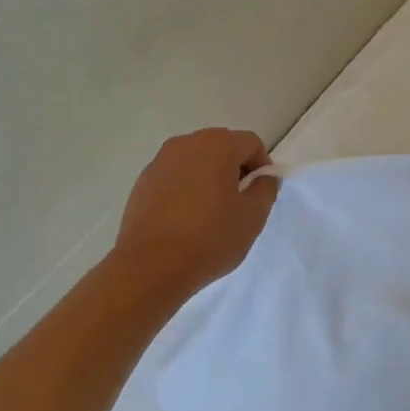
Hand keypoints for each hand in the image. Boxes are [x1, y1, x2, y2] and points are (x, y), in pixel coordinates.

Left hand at [112, 128, 278, 298]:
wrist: (150, 267)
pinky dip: (186, 187)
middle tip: (238, 202)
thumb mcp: (253, 216)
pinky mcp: (143, 181)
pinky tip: (185, 217)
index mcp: (218, 145)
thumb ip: (266, 188)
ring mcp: (161, 161)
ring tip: (210, 211)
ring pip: (196, 160)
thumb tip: (263, 176)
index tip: (260, 193)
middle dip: (235, 168)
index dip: (262, 166)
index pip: (251, 143)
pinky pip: (175, 175)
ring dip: (210, 176)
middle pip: (222, 145)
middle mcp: (187, 143)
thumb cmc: (209, 238)